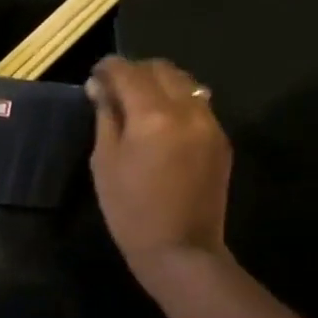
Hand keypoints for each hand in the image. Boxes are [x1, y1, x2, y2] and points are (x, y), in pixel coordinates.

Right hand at [86, 56, 232, 282]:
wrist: (181, 249)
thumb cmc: (131, 212)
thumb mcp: (105, 164)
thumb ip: (105, 118)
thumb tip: (100, 88)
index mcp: (153, 115)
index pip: (128, 72)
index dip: (109, 68)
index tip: (96, 75)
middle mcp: (187, 108)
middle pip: (162, 69)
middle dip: (137, 72)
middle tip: (116, 89)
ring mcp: (210, 123)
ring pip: (185, 83)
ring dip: (160, 85)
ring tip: (141, 105)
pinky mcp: (221, 140)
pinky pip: (198, 106)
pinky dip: (179, 104)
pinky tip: (164, 126)